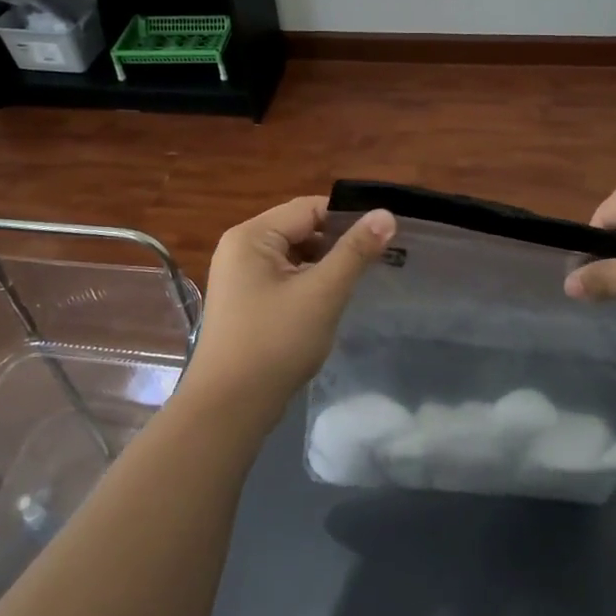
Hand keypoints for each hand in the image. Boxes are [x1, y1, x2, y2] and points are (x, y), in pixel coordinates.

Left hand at [184, 197, 396, 423]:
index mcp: (251, 236)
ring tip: (358, 280)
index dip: (347, 218)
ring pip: (293, 256)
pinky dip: (307, 283)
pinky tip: (329, 302)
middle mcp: (240, 248)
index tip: (383, 236)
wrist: (229, 406)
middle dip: (336, 243)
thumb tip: (386, 214)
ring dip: (324, 265)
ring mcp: (239, 277)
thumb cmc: (275, 342)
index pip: (308, 208)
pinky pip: (283, 278)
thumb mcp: (322, 293)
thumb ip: (355, 251)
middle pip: (299, 229)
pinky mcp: (244, 302)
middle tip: (377, 260)